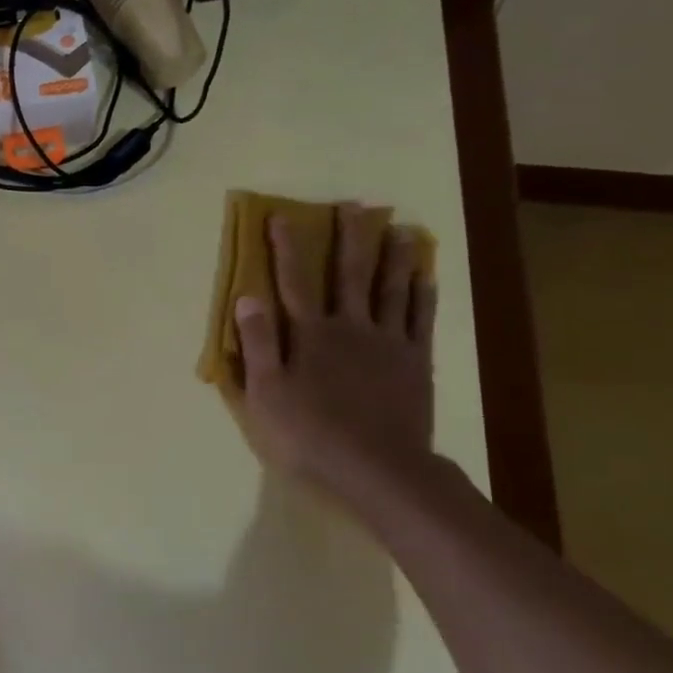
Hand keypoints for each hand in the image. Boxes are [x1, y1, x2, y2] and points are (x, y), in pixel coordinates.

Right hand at [233, 203, 437, 503]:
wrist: (377, 467)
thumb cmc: (310, 434)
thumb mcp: (266, 394)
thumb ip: (258, 344)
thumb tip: (246, 296)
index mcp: (310, 335)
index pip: (292, 282)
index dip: (285, 248)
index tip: (280, 216)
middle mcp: (350, 327)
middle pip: (349, 274)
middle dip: (349, 237)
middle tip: (355, 205)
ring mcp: (387, 342)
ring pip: (391, 288)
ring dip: (393, 256)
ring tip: (399, 227)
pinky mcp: (414, 362)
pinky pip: (420, 319)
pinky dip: (423, 294)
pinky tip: (426, 276)